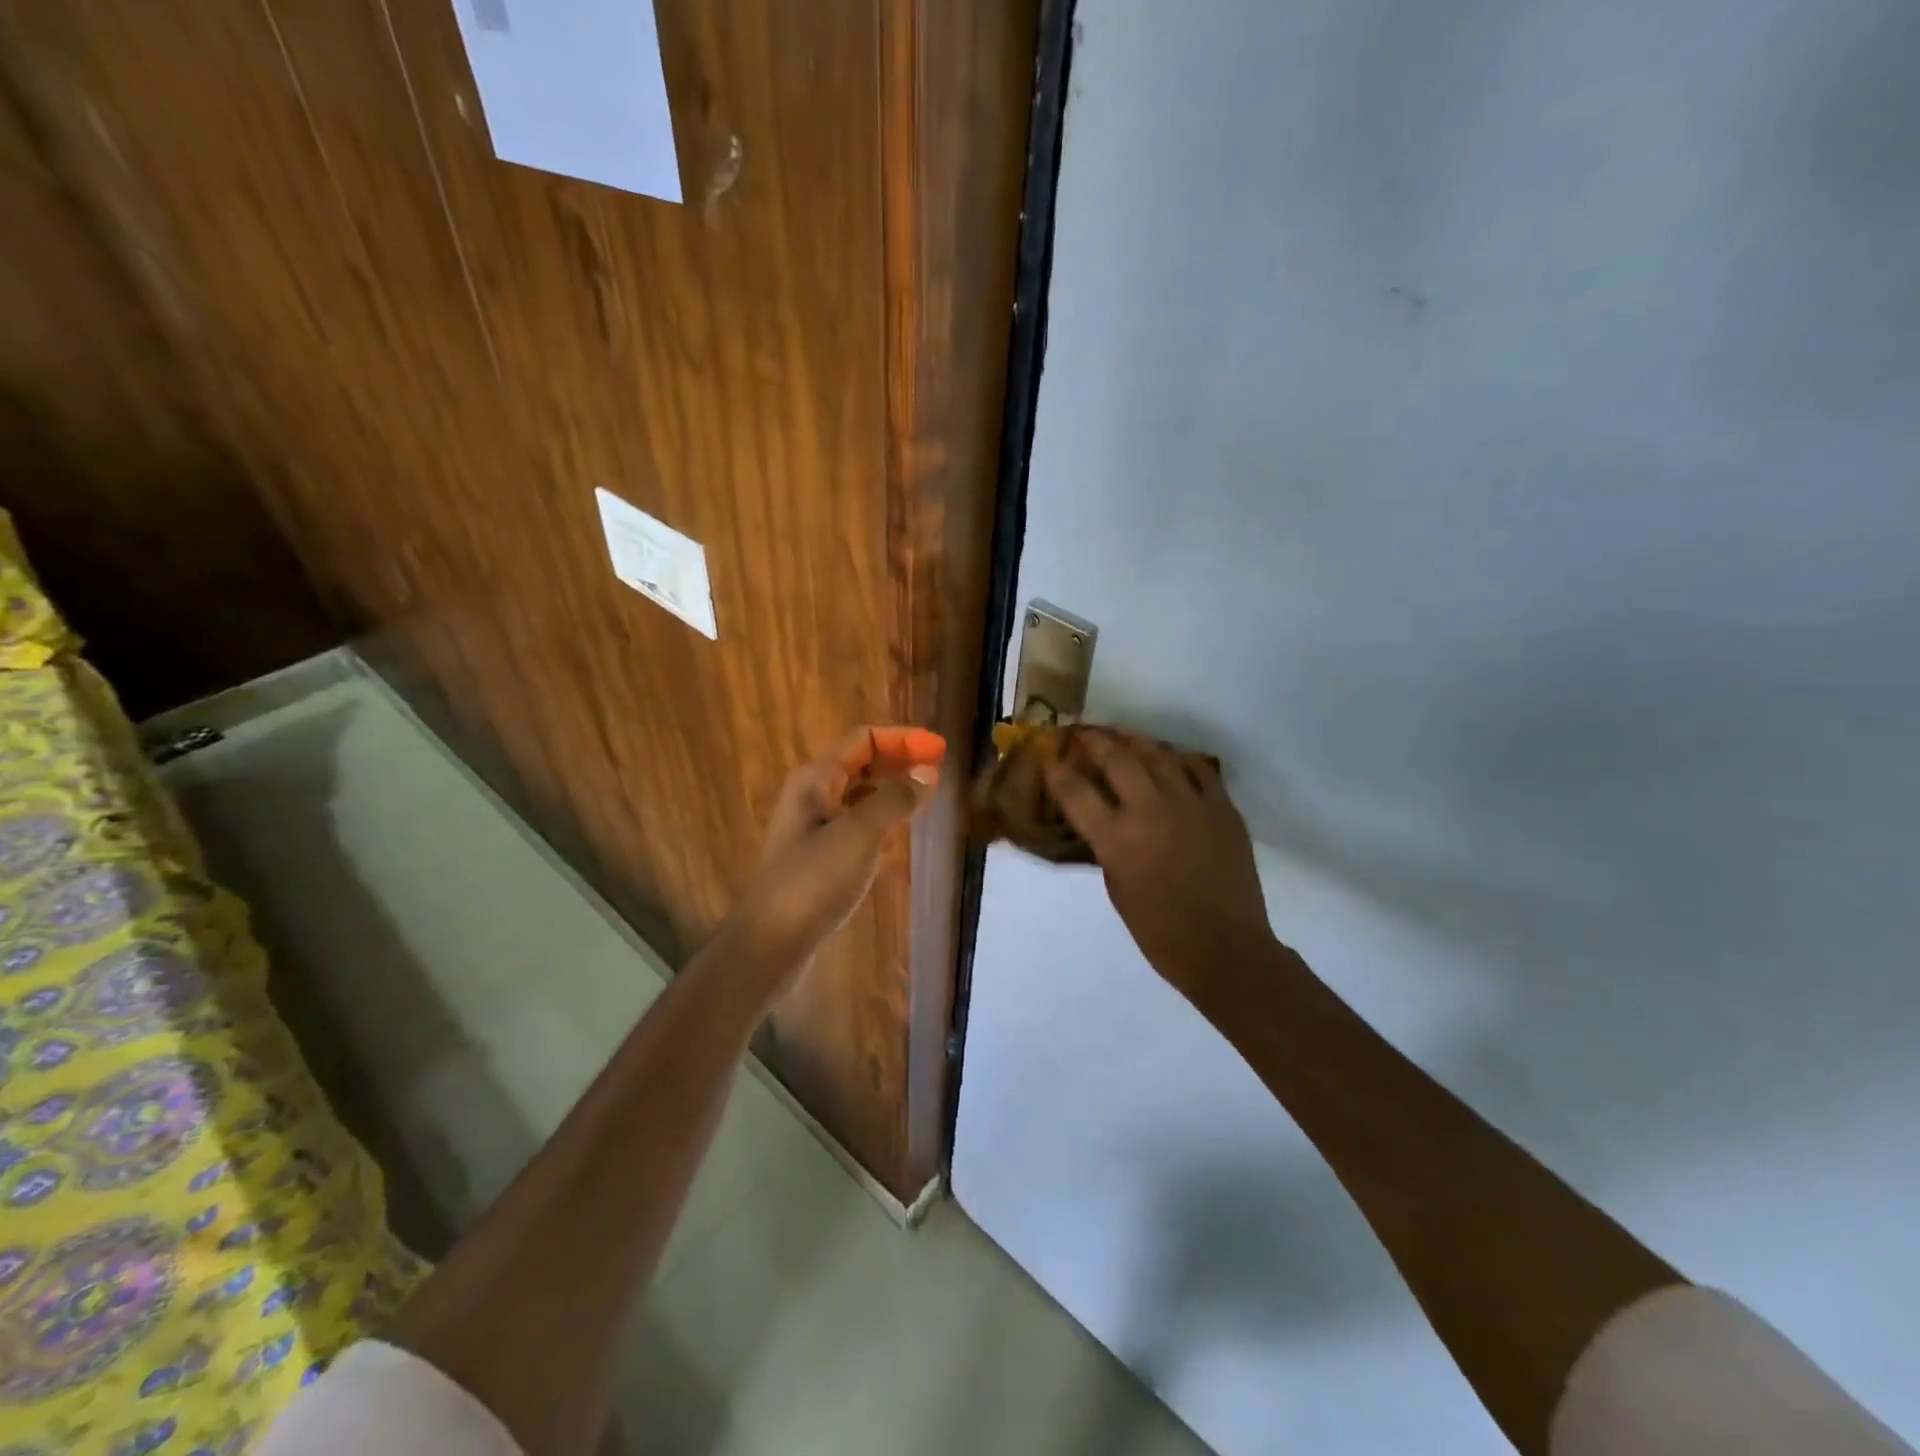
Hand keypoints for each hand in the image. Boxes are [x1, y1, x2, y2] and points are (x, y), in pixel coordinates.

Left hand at [727, 726, 944, 977]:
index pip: (864, 740)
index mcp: (816, 779)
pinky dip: (880, 824)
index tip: (940, 749)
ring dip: (891, 792)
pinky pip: (855, 827)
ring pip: (859, 797)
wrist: (770, 942)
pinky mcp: (819, 858)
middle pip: (861, 764)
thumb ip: (895, 799)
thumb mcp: (859, 834)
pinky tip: (899, 839)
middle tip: (938, 772)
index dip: (902, 738)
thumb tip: (928, 771)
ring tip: (925, 800)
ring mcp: (814, 828)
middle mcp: (813, 796)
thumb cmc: (813, 880)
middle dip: (899, 762)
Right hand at [1046, 732, 1274, 989]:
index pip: (1075, 790)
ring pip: (1157, 753)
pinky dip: (1179, 758)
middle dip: (1093, 741)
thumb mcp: (1116, 888)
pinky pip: (1198, 768)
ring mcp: (1190, 803)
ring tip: (1122, 737)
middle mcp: (1150, 810)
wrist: (1225, 947)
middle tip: (1084, 735)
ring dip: (1134, 741)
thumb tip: (1104, 820)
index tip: (1051, 759)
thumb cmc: (1160, 931)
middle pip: (1115, 757)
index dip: (1057, 770)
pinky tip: (1170, 759)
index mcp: (1116, 838)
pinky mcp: (1222, 807)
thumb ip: (1107, 847)